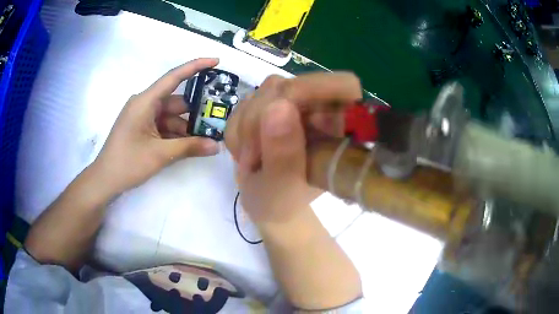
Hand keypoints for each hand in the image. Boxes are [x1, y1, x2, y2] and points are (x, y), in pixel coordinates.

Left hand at [92, 58, 219, 195]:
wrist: (105, 180)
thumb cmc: (127, 163)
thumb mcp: (160, 155)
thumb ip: (189, 147)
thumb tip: (217, 146)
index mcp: (145, 101)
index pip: (173, 77)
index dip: (196, 66)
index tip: (216, 61)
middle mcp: (144, 104)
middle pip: (175, 101)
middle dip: (195, 111)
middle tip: (217, 118)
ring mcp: (143, 116)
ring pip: (171, 116)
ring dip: (186, 127)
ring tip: (207, 138)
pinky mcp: (142, 128)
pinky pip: (163, 126)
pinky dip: (176, 134)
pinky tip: (190, 145)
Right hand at [225, 72, 361, 224]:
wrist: (266, 204)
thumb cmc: (282, 202)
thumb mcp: (282, 188)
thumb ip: (283, 153)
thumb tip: (278, 106)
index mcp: (337, 128)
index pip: (341, 85)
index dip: (310, 90)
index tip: (278, 114)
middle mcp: (318, 110)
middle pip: (287, 86)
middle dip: (259, 120)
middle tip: (252, 158)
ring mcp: (292, 105)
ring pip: (261, 93)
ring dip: (245, 129)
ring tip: (250, 160)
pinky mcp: (269, 107)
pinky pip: (244, 104)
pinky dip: (237, 130)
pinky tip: (245, 152)